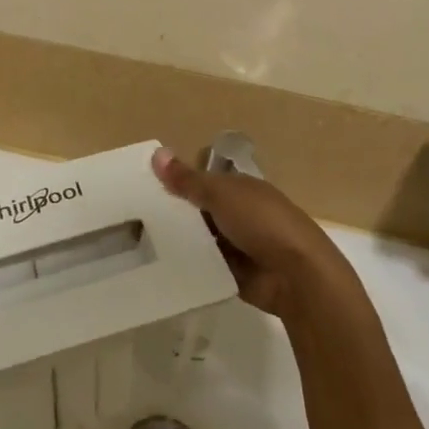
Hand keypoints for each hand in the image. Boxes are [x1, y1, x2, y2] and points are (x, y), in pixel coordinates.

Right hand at [152, 147, 361, 328]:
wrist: (297, 275)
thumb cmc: (263, 223)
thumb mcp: (222, 195)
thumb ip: (188, 180)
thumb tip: (156, 153)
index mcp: (242, 189)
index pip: (204, 182)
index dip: (177, 184)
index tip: (143, 189)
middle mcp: (240, 215)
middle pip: (200, 213)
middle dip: (173, 215)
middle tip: (131, 219)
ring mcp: (238, 246)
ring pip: (200, 241)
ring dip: (179, 242)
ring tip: (137, 244)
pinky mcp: (234, 274)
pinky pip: (204, 267)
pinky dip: (188, 266)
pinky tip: (157, 267)